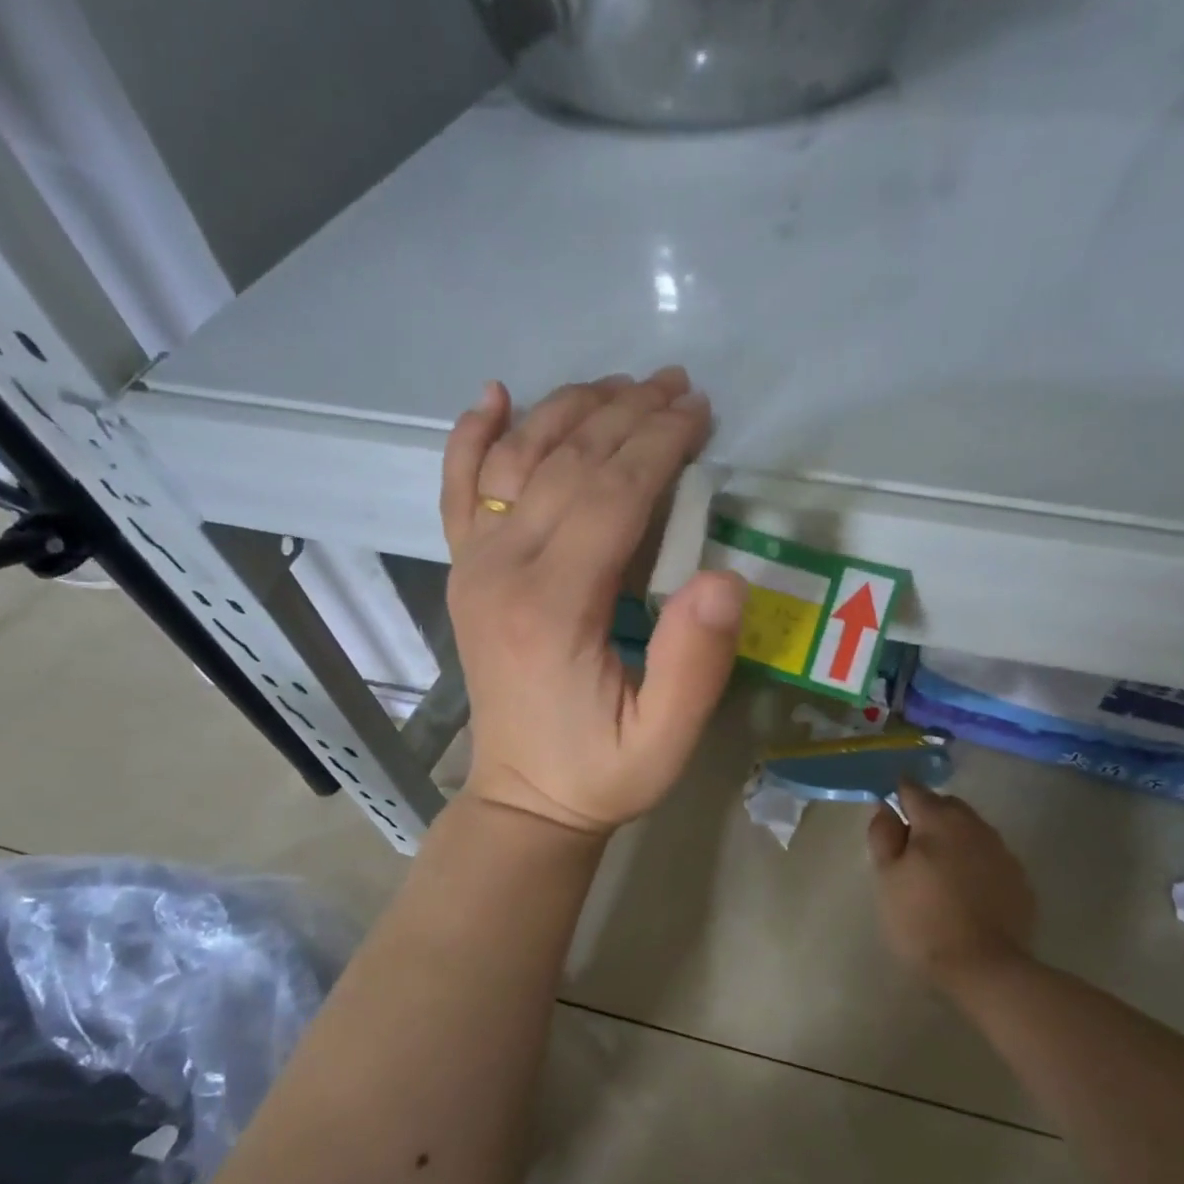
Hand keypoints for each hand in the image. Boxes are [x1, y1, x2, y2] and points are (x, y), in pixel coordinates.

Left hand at [440, 368, 745, 835]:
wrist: (523, 799)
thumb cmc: (601, 773)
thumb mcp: (665, 741)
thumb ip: (695, 665)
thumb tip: (725, 579)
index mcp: (553, 607)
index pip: (611, 495)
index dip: (659, 445)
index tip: (700, 413)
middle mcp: (501, 570)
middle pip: (567, 463)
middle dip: (628, 414)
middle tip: (678, 386)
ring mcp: (473, 566)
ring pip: (517, 459)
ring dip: (571, 409)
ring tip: (623, 384)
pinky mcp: (464, 572)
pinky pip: (458, 488)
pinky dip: (474, 436)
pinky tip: (495, 397)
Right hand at [867, 783, 1035, 981]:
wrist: (985, 968)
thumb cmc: (923, 920)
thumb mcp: (887, 878)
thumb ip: (883, 835)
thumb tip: (885, 808)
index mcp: (938, 820)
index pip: (913, 789)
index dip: (897, 794)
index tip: (888, 811)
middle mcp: (974, 825)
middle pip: (946, 805)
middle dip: (927, 815)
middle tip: (910, 845)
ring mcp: (1001, 850)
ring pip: (970, 829)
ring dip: (953, 837)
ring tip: (938, 869)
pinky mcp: (1019, 877)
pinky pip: (989, 855)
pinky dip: (974, 861)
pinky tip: (965, 889)